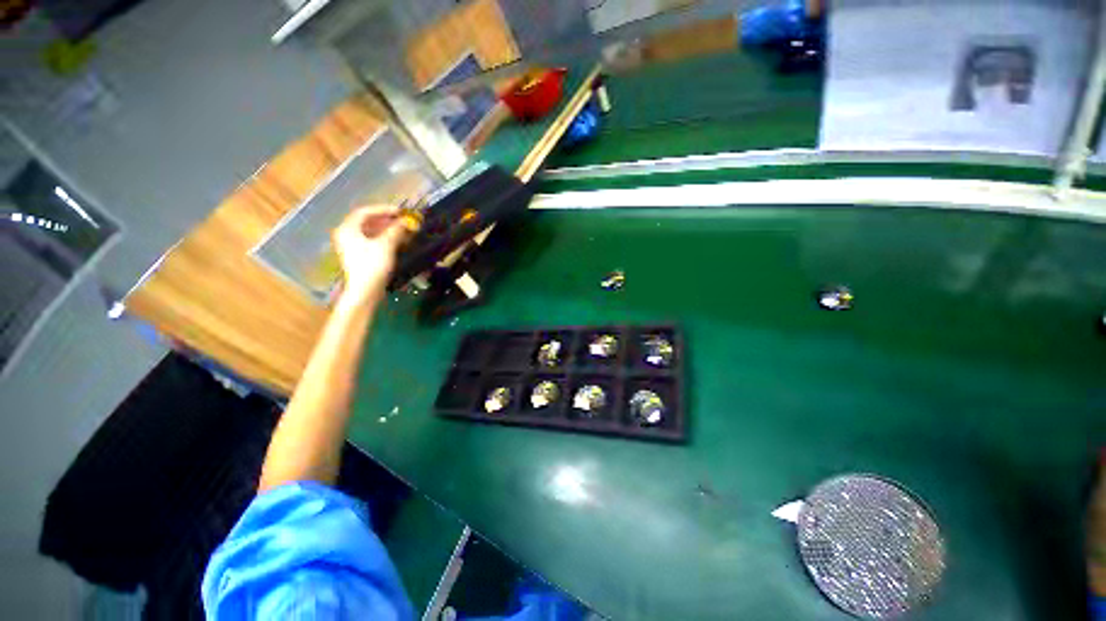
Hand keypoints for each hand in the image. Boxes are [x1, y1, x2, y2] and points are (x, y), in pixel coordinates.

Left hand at [332, 205, 408, 302]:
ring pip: (370, 231)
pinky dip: (384, 238)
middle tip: (403, 220)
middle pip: (367, 221)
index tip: (400, 211)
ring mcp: (352, 246)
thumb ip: (396, 230)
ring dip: (387, 229)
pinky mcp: (359, 255)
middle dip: (386, 220)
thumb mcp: (386, 245)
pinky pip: (372, 240)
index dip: (383, 209)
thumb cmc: (373, 265)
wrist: (365, 290)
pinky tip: (397, 240)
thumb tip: (406, 221)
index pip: (365, 212)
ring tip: (403, 230)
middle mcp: (347, 234)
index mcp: (348, 229)